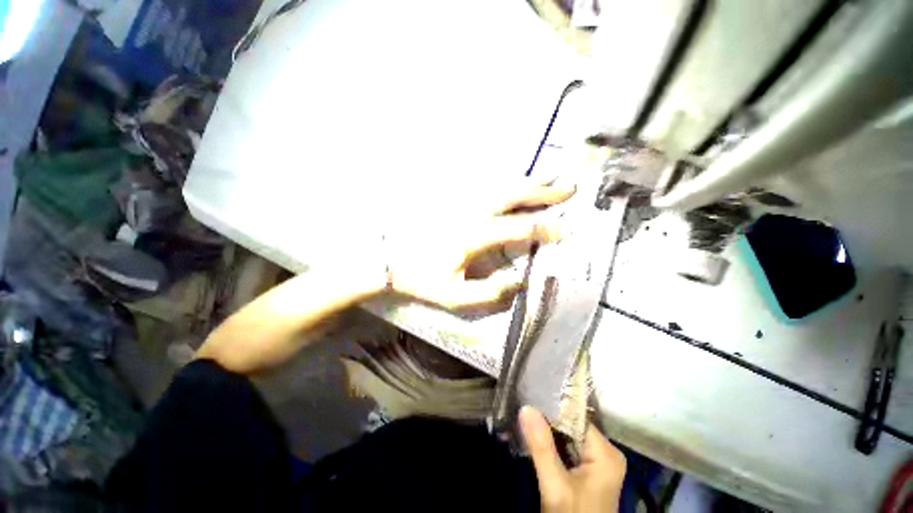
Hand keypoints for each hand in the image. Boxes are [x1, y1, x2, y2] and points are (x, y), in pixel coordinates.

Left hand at [386, 178, 574, 309]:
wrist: (389, 259)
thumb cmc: (422, 278)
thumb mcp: (454, 297)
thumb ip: (489, 293)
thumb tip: (520, 281)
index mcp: (475, 235)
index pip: (519, 228)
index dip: (545, 228)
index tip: (567, 229)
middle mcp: (472, 211)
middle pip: (514, 195)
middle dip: (543, 192)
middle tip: (569, 187)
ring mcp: (461, 201)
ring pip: (500, 185)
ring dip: (527, 181)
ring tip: (550, 176)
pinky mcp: (452, 198)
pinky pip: (484, 185)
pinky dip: (504, 181)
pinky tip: (514, 180)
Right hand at [520, 406, 625, 512]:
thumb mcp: (556, 487)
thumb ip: (542, 447)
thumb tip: (526, 408)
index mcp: (606, 453)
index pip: (575, 418)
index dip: (552, 409)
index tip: (530, 399)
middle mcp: (605, 452)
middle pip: (571, 426)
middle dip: (547, 421)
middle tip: (524, 408)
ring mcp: (597, 462)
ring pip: (567, 436)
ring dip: (547, 432)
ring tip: (526, 418)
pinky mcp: (587, 471)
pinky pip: (567, 448)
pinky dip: (551, 444)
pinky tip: (535, 437)